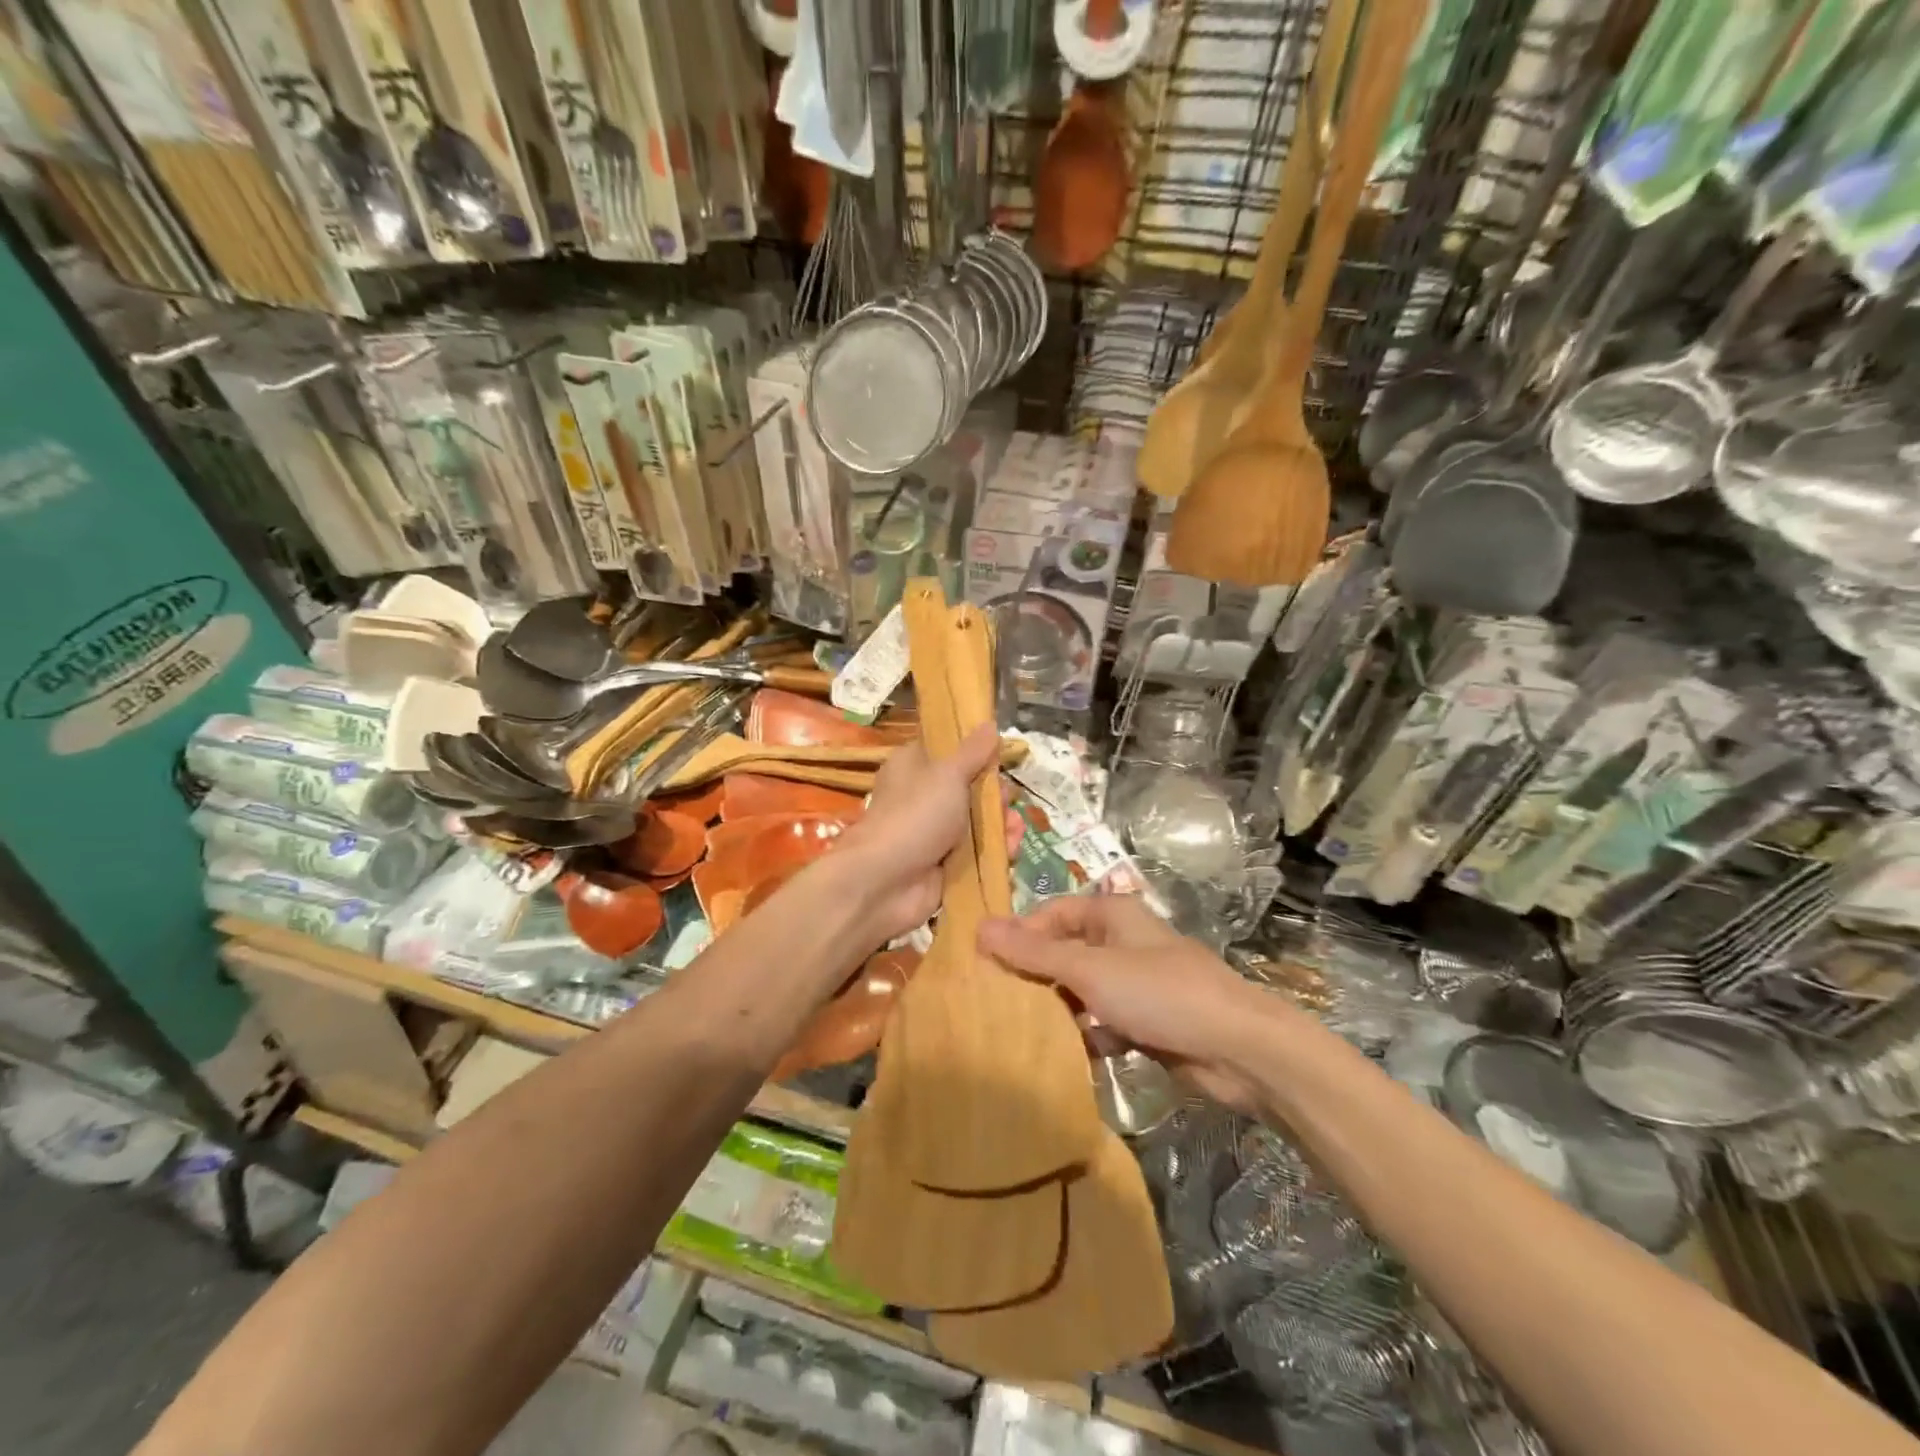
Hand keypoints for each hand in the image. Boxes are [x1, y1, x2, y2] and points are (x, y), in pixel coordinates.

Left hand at [832, 724, 1003, 946]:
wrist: (886, 882)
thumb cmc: (915, 815)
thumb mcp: (948, 774)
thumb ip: (973, 752)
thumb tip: (989, 723)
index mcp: (914, 766)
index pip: (947, 750)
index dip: (975, 751)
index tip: (1000, 754)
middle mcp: (923, 797)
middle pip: (970, 788)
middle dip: (995, 795)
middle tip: (1008, 800)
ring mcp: (934, 833)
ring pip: (978, 822)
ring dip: (1001, 824)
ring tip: (1015, 829)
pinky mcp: (946, 864)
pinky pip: (978, 852)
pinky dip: (996, 851)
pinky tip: (1012, 850)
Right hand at [978, 896, 1271, 1111]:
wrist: (1239, 1049)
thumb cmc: (1160, 993)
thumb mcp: (1090, 970)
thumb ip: (1035, 953)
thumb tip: (980, 928)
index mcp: (1113, 915)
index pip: (1053, 913)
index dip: (1021, 933)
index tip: (987, 962)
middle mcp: (1124, 943)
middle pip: (1067, 953)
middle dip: (1036, 976)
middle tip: (997, 1001)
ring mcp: (1138, 984)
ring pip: (1084, 991)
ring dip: (1059, 1010)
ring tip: (1022, 1032)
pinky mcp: (1149, 1022)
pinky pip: (1105, 1024)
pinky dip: (1088, 1036)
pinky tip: (1067, 1057)